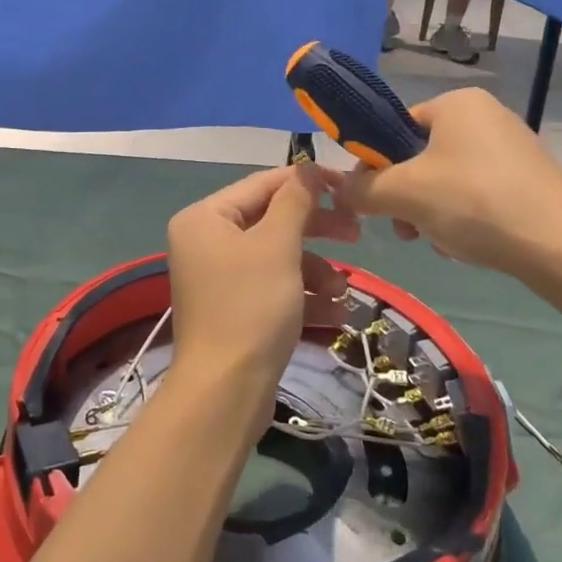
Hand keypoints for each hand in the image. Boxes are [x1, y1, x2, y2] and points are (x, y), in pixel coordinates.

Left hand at [165, 167, 354, 414]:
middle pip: (271, 220)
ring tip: (341, 292)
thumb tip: (308, 168)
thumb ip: (295, 202)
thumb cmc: (250, 307)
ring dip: (315, 270)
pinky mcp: (235, 309)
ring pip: (277, 257)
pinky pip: (273, 288)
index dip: (306, 182)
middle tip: (356, 233)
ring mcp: (219, 278)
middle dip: (316, 230)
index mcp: (205, 218)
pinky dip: (303, 296)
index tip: (346, 186)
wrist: (225, 393)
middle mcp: (206, 241)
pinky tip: (335, 315)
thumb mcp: (277, 246)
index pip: (262, 184)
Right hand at [335, 87, 561, 286]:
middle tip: (406, 230)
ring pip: (448, 180)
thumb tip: (338, 188)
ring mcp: (513, 148)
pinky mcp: (531, 180)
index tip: (374, 200)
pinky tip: (468, 247)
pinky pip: (479, 194)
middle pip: (421, 156)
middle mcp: (487, 116)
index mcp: (457, 103)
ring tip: (440, 244)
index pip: (395, 127)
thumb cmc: (475, 203)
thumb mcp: (404, 194)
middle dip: (407, 197)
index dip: (376, 164)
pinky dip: (465, 218)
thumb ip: (362, 188)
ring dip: (432, 213)